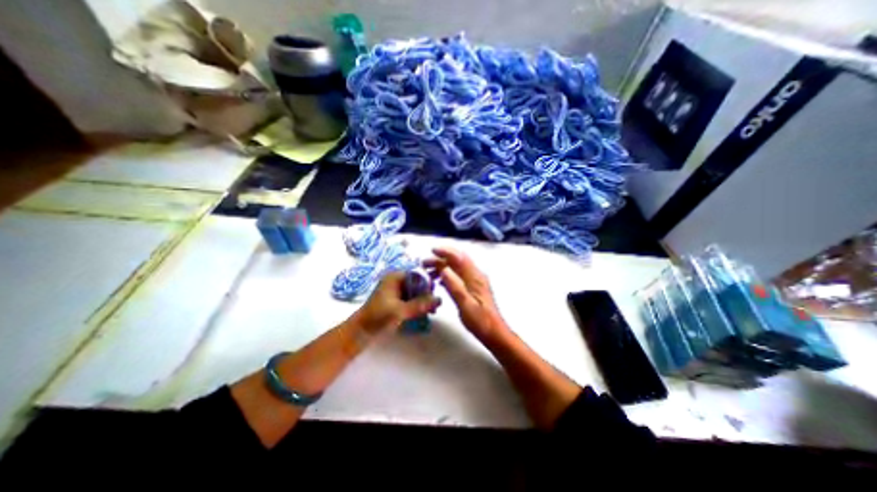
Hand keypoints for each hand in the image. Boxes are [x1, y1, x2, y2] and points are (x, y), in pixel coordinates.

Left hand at [351, 271, 442, 335]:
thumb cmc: (378, 317)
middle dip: (427, 293)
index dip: (428, 282)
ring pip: (416, 292)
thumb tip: (440, 299)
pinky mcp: (396, 301)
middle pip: (418, 283)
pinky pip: (412, 299)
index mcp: (395, 277)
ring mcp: (396, 292)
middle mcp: (397, 282)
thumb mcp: (400, 311)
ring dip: (424, 300)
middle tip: (436, 306)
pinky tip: (425, 313)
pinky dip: (419, 305)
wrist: (360, 332)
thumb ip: (420, 304)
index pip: (417, 274)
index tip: (437, 294)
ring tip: (433, 311)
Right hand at [425, 246, 506, 341]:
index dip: (445, 252)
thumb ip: (455, 286)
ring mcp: (475, 281)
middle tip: (424, 264)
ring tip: (428, 273)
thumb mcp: (465, 305)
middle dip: (441, 258)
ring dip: (442, 267)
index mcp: (475, 277)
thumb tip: (443, 268)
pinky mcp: (473, 288)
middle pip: (457, 260)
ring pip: (457, 268)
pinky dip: (447, 275)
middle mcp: (475, 275)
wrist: (494, 333)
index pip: (459, 258)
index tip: (431, 251)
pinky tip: (438, 282)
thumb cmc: (480, 321)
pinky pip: (458, 276)